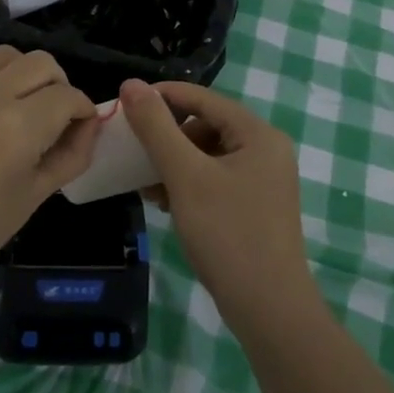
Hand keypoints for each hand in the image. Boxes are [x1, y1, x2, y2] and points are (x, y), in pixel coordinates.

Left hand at [0, 47, 101, 301]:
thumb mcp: (34, 197)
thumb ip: (71, 155)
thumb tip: (89, 124)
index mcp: (19, 128)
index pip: (69, 96)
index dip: (83, 111)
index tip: (78, 128)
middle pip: (41, 62)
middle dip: (57, 85)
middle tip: (50, 115)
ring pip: (4, 55)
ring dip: (20, 74)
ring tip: (14, 104)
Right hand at [119, 79, 310, 324]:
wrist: (268, 308)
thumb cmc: (227, 234)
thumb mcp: (185, 176)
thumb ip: (156, 128)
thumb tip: (131, 84)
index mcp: (258, 134)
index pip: (203, 99)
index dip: (163, 97)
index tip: (125, 106)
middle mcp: (266, 149)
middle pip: (206, 125)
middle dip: (168, 138)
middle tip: (137, 155)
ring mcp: (264, 179)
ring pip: (208, 154)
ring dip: (175, 163)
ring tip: (148, 185)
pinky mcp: (256, 205)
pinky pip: (216, 178)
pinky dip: (189, 184)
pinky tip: (166, 202)